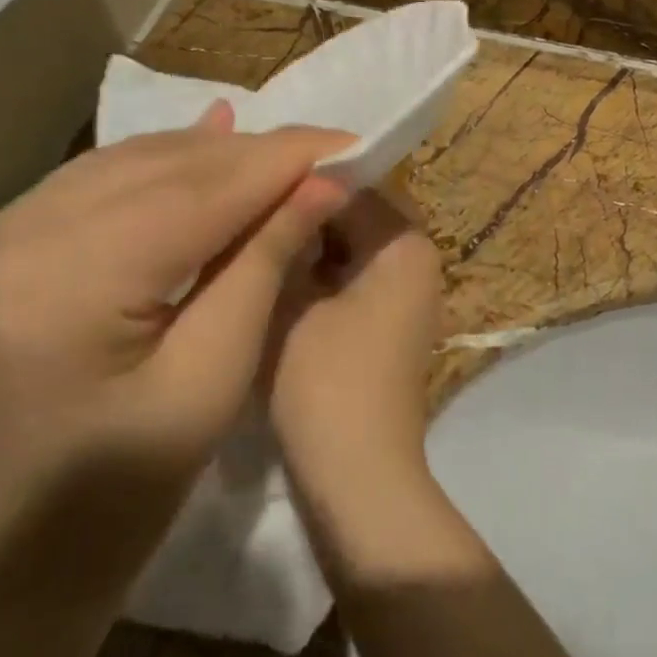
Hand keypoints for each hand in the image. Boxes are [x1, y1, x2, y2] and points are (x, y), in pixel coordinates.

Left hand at [0, 105, 352, 575]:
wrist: (29, 547)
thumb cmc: (135, 484)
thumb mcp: (217, 374)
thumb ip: (263, 263)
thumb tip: (323, 182)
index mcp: (62, 289)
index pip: (194, 195)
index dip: (279, 162)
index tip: (347, 140)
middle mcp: (10, 241)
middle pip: (160, 171)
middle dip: (253, 155)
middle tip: (326, 148)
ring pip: (129, 165)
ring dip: (213, 155)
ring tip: (285, 150)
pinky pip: (96, 183)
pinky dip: (161, 164)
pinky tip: (211, 137)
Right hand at [264, 188, 444, 487]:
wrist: (358, 475)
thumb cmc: (326, 382)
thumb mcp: (293, 301)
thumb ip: (286, 240)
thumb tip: (277, 198)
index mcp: (406, 244)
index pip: (349, 185)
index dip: (296, 180)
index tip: (245, 181)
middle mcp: (417, 261)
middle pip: (351, 217)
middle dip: (299, 215)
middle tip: (240, 212)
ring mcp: (404, 296)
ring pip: (346, 250)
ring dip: (304, 248)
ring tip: (247, 240)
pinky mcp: (387, 324)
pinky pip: (349, 281)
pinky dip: (316, 279)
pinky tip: (270, 281)